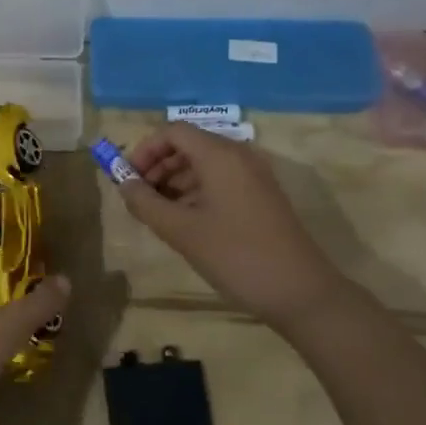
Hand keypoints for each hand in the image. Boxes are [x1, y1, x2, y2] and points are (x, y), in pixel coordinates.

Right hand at [117, 121, 349, 326]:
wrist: (301, 293)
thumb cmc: (236, 255)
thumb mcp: (182, 231)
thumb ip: (146, 203)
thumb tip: (124, 184)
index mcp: (220, 155)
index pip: (173, 131)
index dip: (145, 149)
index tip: (128, 178)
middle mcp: (239, 156)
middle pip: (188, 145)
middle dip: (158, 166)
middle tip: (139, 198)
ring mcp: (253, 177)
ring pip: (203, 165)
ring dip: (174, 182)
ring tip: (157, 214)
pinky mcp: (261, 197)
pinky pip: (220, 181)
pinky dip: (195, 193)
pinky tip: (184, 222)